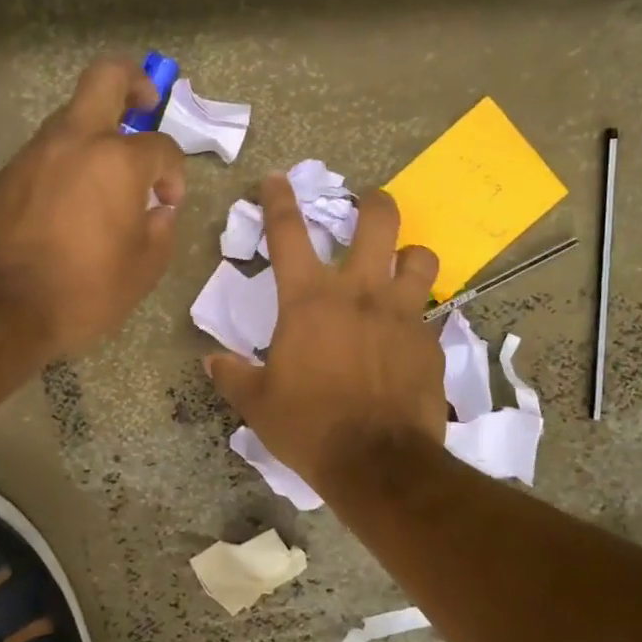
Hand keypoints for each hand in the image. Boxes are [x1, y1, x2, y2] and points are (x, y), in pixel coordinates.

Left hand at [0, 60, 186, 356]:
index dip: (174, 173)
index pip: (161, 147)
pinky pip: (46, 153)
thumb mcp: (144, 268)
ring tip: (106, 178)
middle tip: (146, 106)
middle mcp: (73, 142)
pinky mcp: (6, 176)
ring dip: (96, 133)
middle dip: (134, 82)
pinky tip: (70, 204)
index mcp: (116, 161)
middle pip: (105, 78)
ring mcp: (33, 154)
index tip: (167, 202)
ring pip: (71, 117)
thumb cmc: (85, 290)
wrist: (2, 310)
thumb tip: (157, 209)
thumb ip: (161, 229)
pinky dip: (66, 164)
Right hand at [205, 175, 446, 492]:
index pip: (287, 233)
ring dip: (409, 255)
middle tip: (368, 202)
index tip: (276, 178)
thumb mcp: (258, 404)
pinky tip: (409, 335)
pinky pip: (430, 314)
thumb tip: (211, 360)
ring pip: (420, 257)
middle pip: (377, 221)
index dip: (278, 199)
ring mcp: (402, 314)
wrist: (378, 463)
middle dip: (373, 202)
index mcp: (309, 300)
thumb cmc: (309, 426)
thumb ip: (233, 375)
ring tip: (401, 265)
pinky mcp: (430, 342)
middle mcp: (359, 292)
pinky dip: (419, 315)